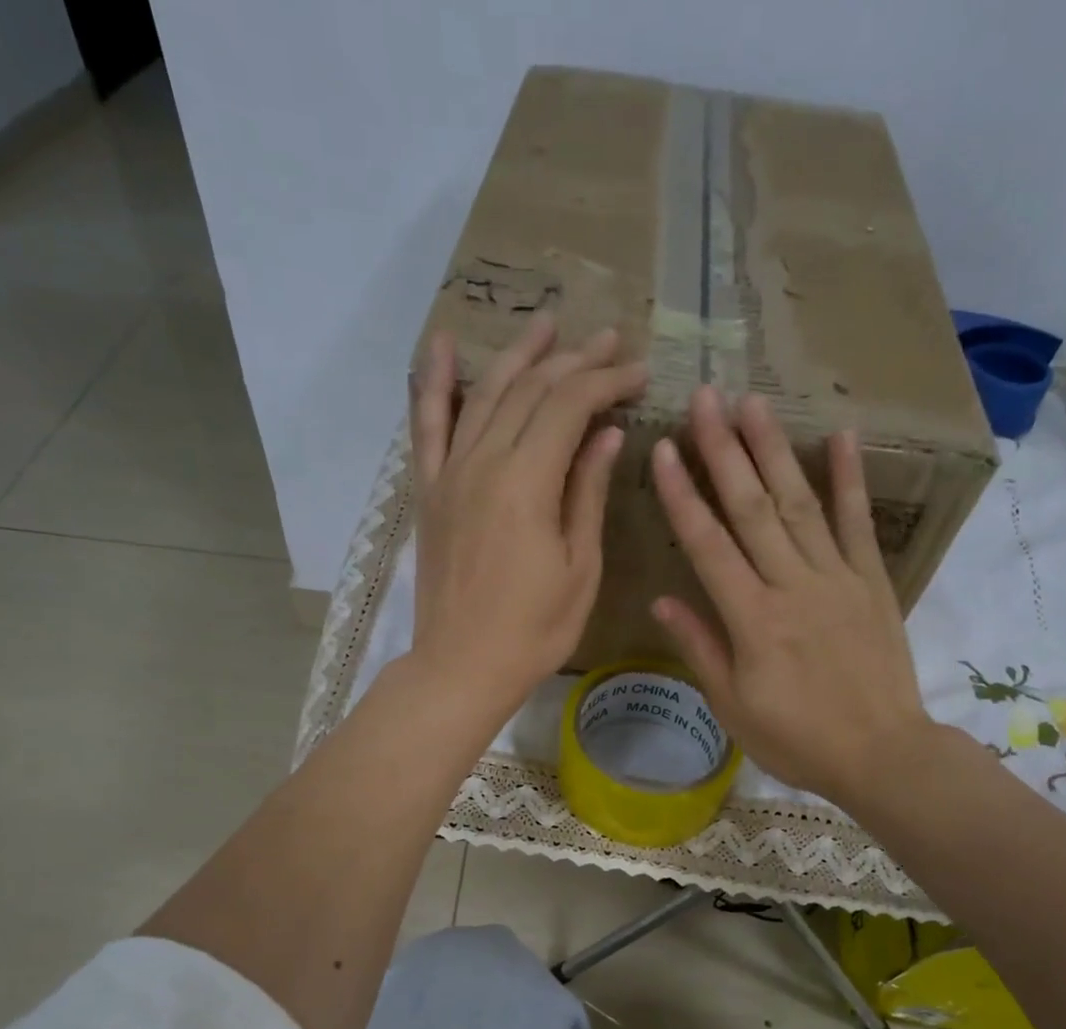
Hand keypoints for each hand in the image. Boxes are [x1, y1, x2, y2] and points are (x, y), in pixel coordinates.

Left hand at [406, 314, 647, 721]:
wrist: (461, 667)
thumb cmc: (533, 631)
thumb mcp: (579, 568)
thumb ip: (587, 493)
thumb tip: (606, 435)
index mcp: (527, 484)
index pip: (570, 405)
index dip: (607, 381)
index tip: (639, 373)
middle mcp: (483, 463)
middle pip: (530, 390)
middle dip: (574, 360)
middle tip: (610, 341)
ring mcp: (449, 474)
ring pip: (485, 395)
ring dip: (518, 356)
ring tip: (548, 325)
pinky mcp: (429, 491)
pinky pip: (426, 425)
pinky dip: (435, 383)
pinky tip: (444, 345)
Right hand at [650, 387, 932, 809]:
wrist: (881, 754)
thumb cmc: (797, 739)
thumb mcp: (733, 706)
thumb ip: (699, 647)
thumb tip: (662, 598)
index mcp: (751, 619)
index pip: (707, 546)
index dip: (682, 496)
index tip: (662, 450)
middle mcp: (792, 586)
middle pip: (751, 509)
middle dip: (723, 451)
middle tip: (705, 397)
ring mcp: (836, 578)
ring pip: (799, 504)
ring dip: (774, 450)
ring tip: (753, 403)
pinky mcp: (871, 582)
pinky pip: (858, 524)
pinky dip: (849, 480)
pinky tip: (840, 437)